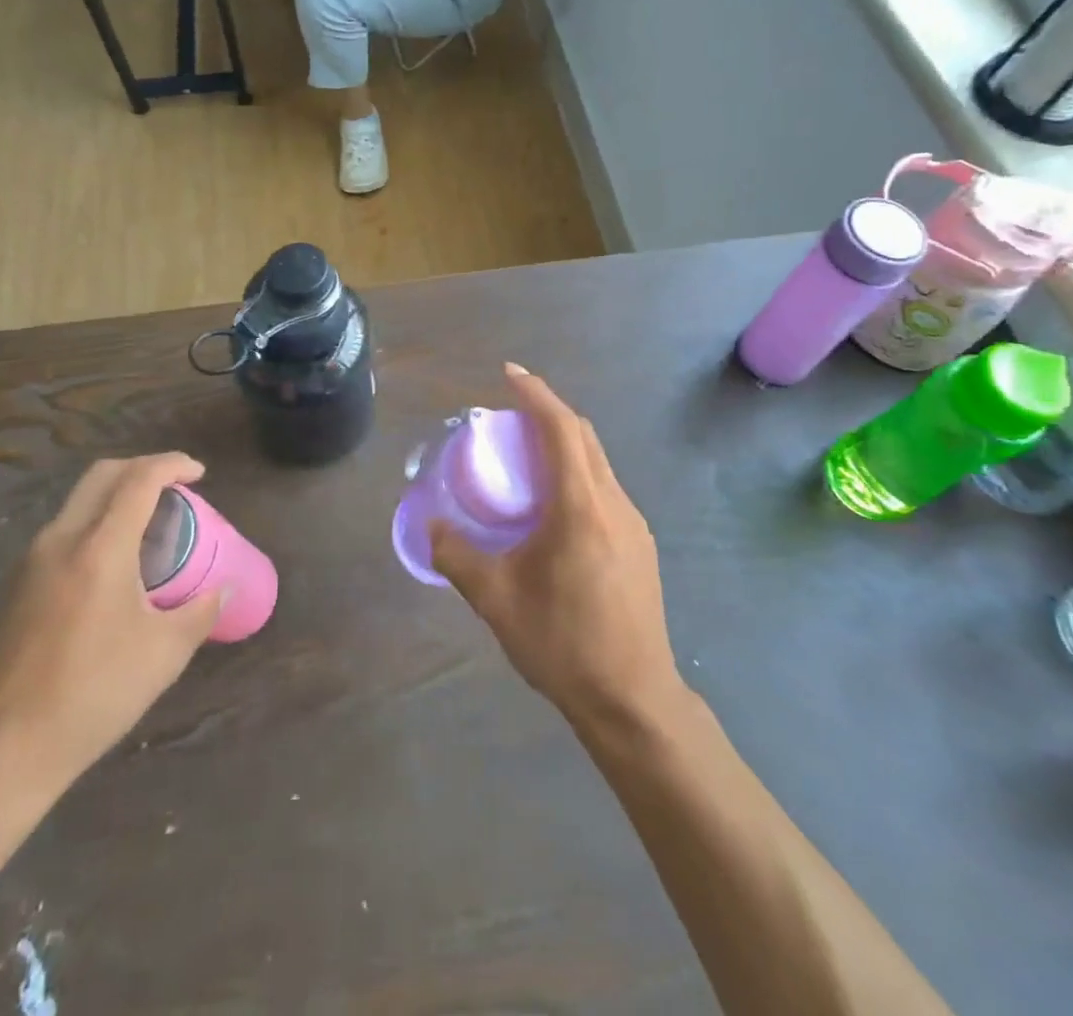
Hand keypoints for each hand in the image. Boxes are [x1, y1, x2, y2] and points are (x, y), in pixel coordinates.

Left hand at [0, 454, 223, 799]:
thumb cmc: (91, 697)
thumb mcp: (163, 655)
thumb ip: (200, 612)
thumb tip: (221, 590)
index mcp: (100, 548)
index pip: (139, 480)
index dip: (172, 465)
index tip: (198, 473)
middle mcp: (59, 541)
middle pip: (102, 475)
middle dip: (142, 469)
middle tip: (174, 489)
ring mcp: (26, 563)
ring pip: (77, 504)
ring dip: (114, 499)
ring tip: (146, 531)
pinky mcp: (8, 589)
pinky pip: (59, 535)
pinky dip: (92, 528)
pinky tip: (108, 572)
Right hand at [431, 366, 685, 731]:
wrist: (633, 698)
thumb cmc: (563, 643)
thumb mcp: (496, 599)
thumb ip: (457, 555)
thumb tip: (432, 526)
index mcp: (581, 505)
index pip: (560, 428)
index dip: (535, 394)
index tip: (508, 374)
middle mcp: (614, 502)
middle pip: (584, 437)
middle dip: (548, 413)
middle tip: (510, 413)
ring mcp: (634, 523)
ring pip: (598, 462)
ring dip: (564, 444)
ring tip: (527, 455)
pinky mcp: (640, 544)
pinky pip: (605, 488)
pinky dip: (577, 473)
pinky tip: (554, 505)